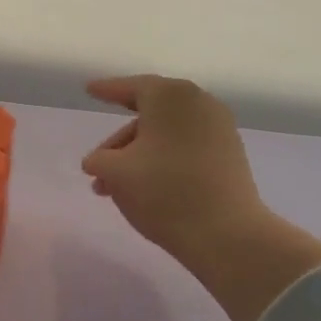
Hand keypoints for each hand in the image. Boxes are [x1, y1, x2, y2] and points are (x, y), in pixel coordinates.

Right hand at [80, 75, 269, 274]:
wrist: (226, 233)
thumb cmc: (163, 192)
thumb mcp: (115, 173)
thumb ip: (98, 159)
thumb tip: (98, 161)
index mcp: (169, 96)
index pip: (131, 87)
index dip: (107, 90)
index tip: (90, 89)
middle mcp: (198, 103)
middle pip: (148, 114)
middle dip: (120, 141)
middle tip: (98, 165)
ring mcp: (219, 128)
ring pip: (166, 134)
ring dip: (138, 156)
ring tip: (115, 188)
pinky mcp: (230, 154)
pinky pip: (186, 147)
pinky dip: (163, 160)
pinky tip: (146, 187)